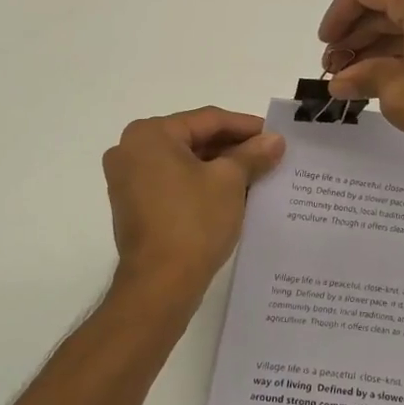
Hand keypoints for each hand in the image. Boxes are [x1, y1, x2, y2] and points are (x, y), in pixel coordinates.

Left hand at [102, 107, 285, 305]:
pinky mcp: (134, 206)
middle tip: (269, 156)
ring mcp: (128, 180)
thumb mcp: (229, 182)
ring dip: (220, 168)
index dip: (246, 126)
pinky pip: (174, 183)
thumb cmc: (193, 222)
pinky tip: (232, 194)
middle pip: (194, 139)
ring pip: (185, 163)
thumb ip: (252, 154)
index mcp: (149, 134)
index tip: (275, 135)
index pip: (207, 119)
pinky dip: (201, 185)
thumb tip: (274, 140)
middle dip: (233, 148)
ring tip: (257, 175)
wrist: (160, 284)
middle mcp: (131, 150)